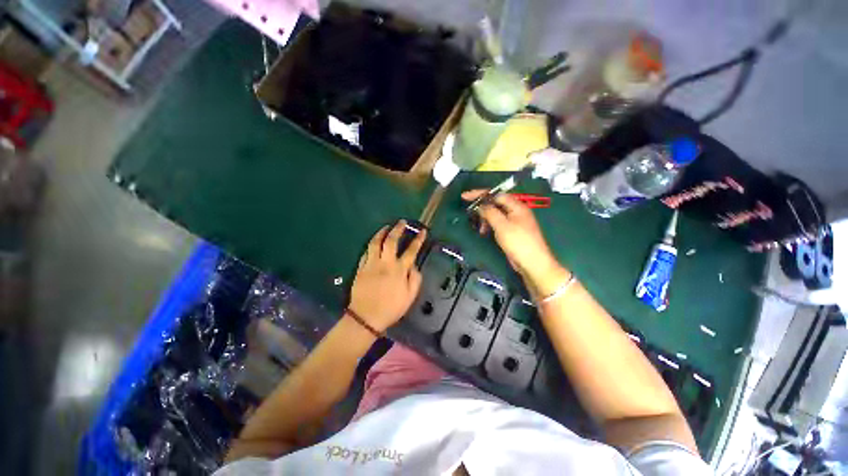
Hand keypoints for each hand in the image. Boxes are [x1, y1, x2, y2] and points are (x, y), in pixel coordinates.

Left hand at [348, 221, 426, 331]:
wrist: (366, 317)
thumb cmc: (391, 308)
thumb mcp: (410, 297)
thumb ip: (415, 279)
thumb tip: (414, 266)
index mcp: (399, 270)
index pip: (411, 251)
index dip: (418, 240)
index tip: (422, 231)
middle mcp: (385, 263)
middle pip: (391, 241)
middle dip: (397, 229)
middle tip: (402, 222)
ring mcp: (371, 264)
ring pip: (375, 243)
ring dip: (381, 233)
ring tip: (386, 227)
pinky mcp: (361, 268)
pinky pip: (365, 252)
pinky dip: (371, 245)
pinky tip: (373, 243)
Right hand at [462, 190, 563, 288]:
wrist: (532, 263)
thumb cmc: (518, 242)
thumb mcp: (502, 225)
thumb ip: (490, 212)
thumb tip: (480, 205)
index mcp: (516, 206)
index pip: (496, 194)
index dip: (480, 194)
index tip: (465, 197)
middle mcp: (516, 211)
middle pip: (495, 203)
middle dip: (482, 208)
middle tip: (470, 215)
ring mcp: (514, 222)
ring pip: (495, 214)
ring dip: (485, 218)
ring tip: (480, 229)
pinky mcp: (512, 231)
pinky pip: (498, 223)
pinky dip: (490, 225)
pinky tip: (484, 232)